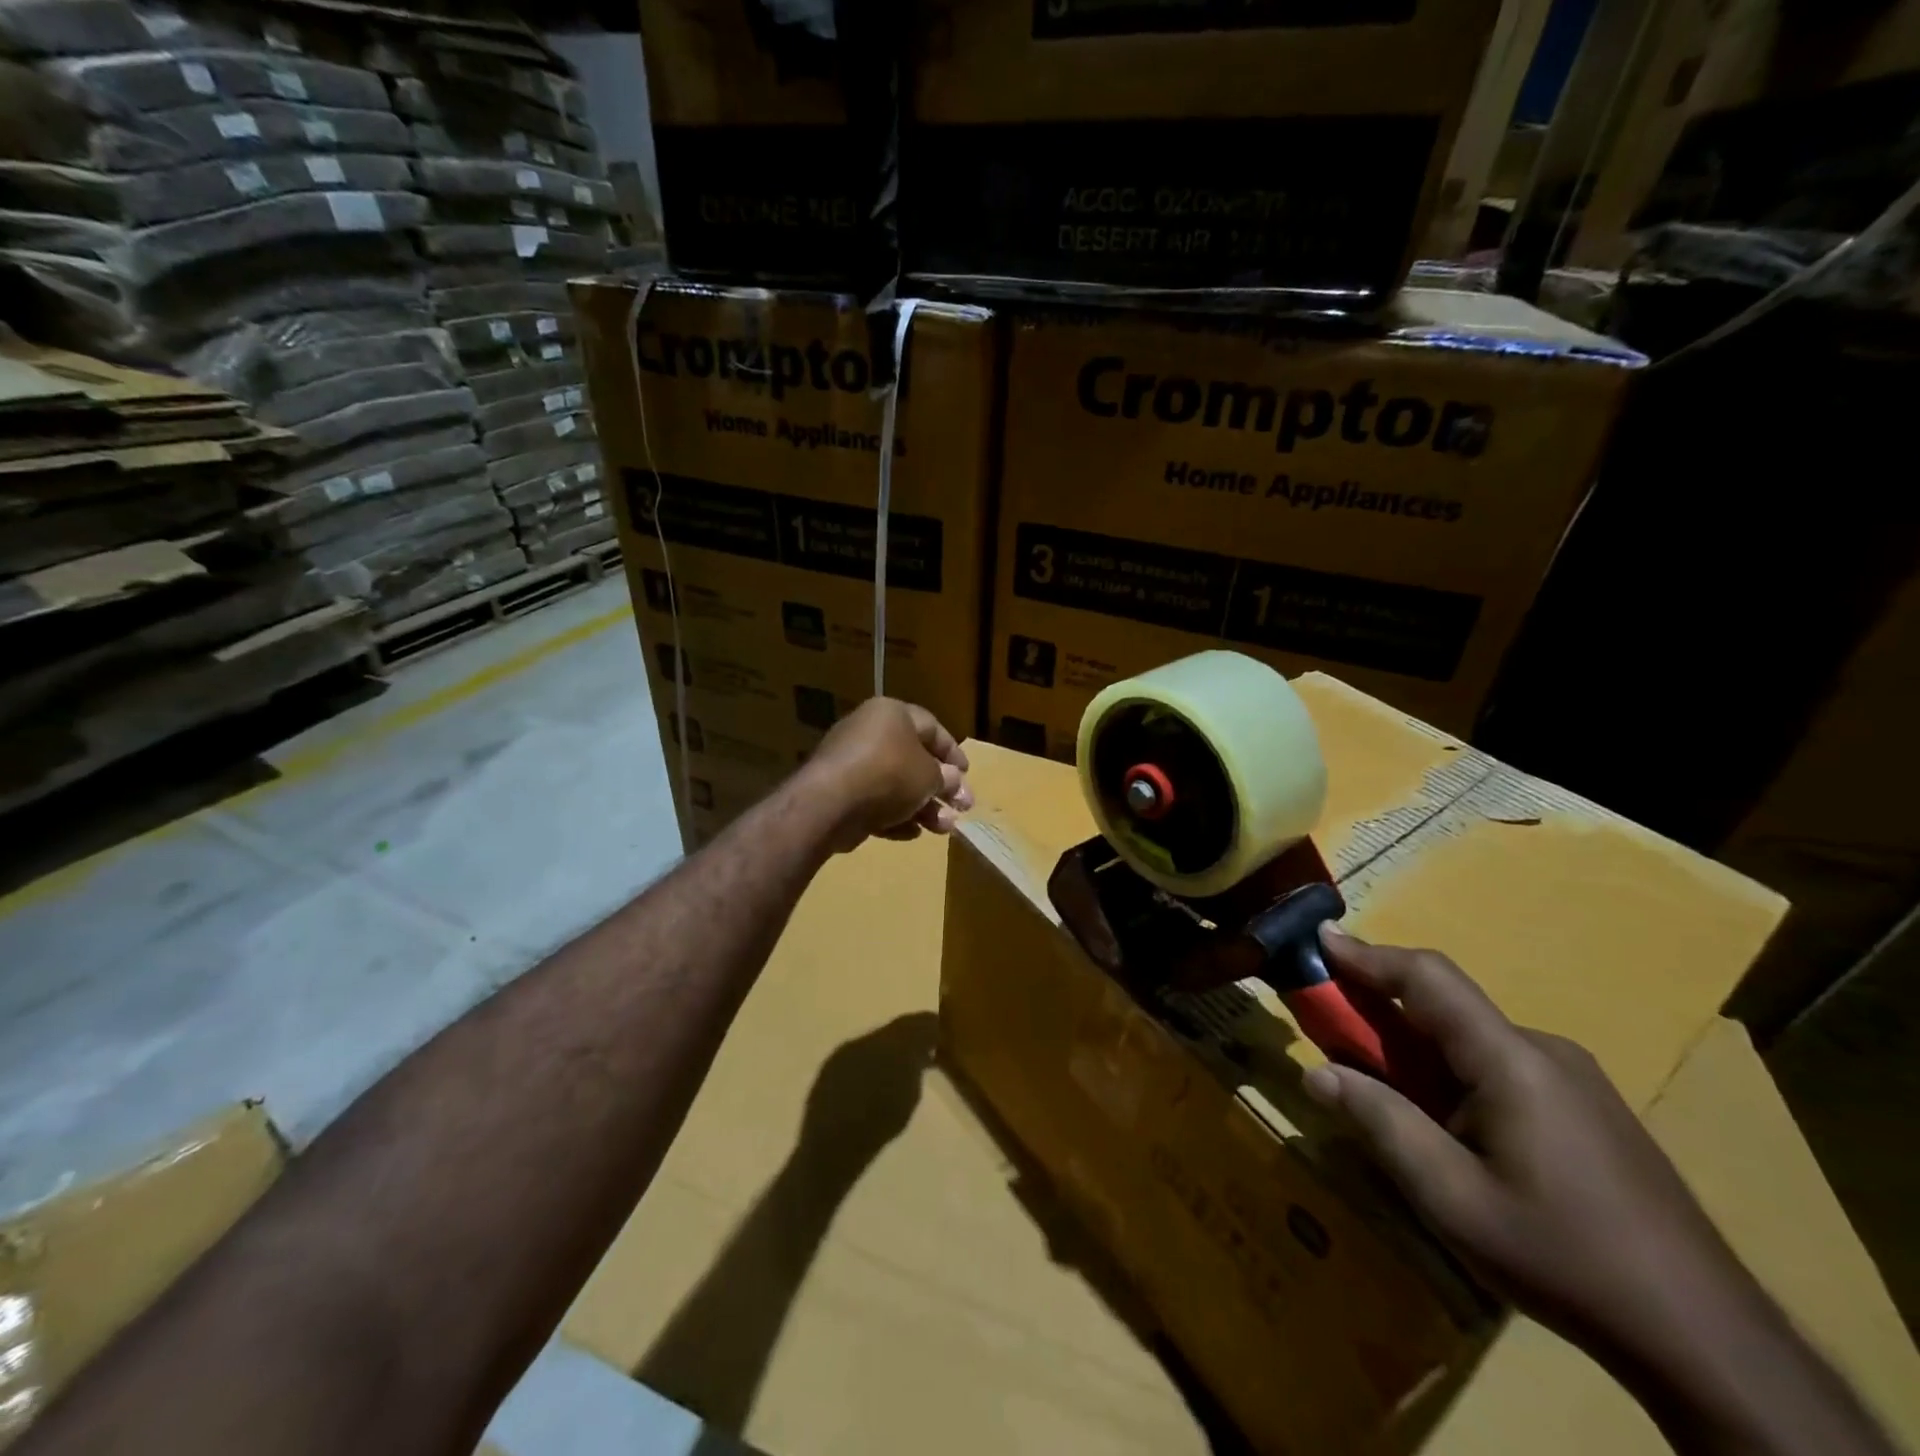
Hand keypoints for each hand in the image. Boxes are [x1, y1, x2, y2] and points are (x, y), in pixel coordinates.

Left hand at [798, 698, 970, 852]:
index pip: (931, 728)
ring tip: (942, 829)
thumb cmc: (889, 775)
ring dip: (922, 807)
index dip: (953, 752)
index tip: (968, 775)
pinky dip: (893, 816)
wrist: (830, 803)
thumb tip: (954, 781)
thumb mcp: (930, 776)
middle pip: (913, 760)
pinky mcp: (837, 792)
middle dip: (940, 788)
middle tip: (961, 809)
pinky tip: (910, 833)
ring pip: (895, 785)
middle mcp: (869, 732)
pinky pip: (873, 802)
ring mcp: (850, 763)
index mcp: (892, 714)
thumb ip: (946, 778)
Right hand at [1300, 927, 1754, 1363]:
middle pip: (1446, 1008)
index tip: (1318, 940)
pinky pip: (1501, 1068)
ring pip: (1472, 1041)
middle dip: (1380, 1012)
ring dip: (1417, 1050)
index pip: (1428, 978)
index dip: (1367, 955)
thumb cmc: (1564, 1257)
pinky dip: (1452, 1074)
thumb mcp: (1451, 1198)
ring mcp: (1575, 1081)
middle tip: (1332, 1037)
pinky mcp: (1589, 1110)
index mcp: (1512, 1060)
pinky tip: (1449, 1129)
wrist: (1711, 1343)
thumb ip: (1380, 1123)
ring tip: (1385, 1096)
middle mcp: (1545, 1052)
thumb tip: (1316, 1073)